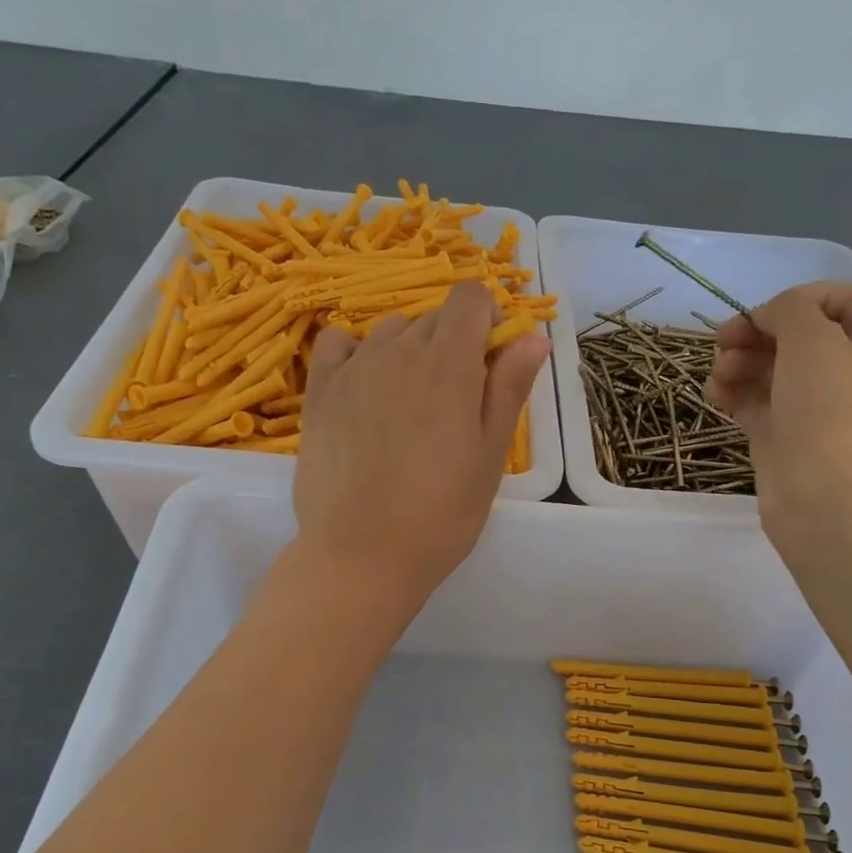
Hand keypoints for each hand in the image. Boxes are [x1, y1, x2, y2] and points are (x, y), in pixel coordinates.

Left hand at [292, 282, 549, 611]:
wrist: (361, 555)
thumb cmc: (440, 514)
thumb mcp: (489, 457)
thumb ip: (509, 389)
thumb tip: (532, 337)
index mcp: (449, 364)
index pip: (469, 297)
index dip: (486, 318)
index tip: (490, 360)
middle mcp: (399, 351)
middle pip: (433, 316)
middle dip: (453, 343)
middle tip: (456, 404)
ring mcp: (353, 368)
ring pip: (390, 332)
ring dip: (409, 351)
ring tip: (410, 407)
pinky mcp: (320, 392)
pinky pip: (338, 344)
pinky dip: (357, 352)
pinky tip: (364, 388)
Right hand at [705, 282, 851, 548]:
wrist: (826, 501)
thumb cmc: (830, 412)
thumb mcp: (814, 340)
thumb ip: (789, 310)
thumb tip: (768, 318)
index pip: (843, 300)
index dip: (802, 297)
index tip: (766, 312)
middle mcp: (847, 373)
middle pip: (798, 335)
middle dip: (758, 332)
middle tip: (723, 339)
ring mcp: (813, 409)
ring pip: (771, 369)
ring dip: (739, 362)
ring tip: (719, 374)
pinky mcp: (783, 437)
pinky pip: (755, 403)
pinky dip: (733, 393)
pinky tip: (714, 394)